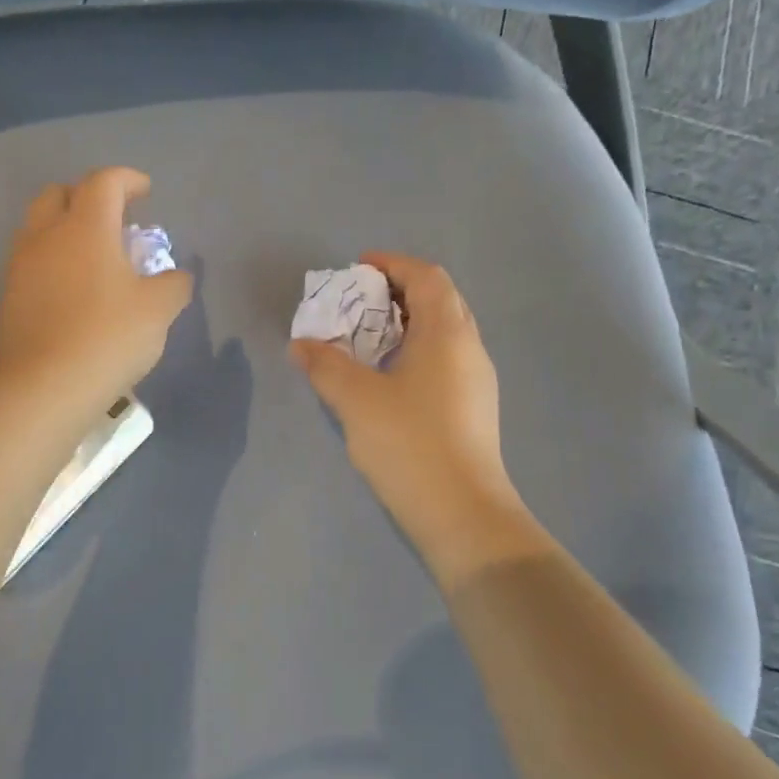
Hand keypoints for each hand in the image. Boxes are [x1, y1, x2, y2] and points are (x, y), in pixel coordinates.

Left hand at [0, 167, 193, 407]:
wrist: (44, 388)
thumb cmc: (108, 338)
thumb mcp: (158, 311)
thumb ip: (173, 285)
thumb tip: (176, 277)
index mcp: (85, 228)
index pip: (104, 182)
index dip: (127, 179)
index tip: (145, 192)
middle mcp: (46, 237)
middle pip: (58, 194)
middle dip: (86, 196)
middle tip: (112, 219)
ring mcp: (20, 268)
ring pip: (37, 228)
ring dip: (64, 229)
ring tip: (92, 257)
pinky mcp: (7, 299)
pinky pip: (30, 264)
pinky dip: (51, 263)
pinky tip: (71, 292)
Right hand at [289, 252, 536, 581]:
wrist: (463, 514)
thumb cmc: (409, 443)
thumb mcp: (356, 399)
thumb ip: (325, 365)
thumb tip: (301, 344)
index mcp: (447, 333)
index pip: (426, 277)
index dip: (393, 264)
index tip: (358, 267)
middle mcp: (469, 348)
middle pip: (439, 300)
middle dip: (398, 291)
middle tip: (359, 302)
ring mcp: (477, 381)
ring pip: (443, 332)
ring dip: (407, 323)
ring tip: (367, 337)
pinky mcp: (474, 409)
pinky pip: (444, 359)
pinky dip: (415, 350)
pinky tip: (388, 377)